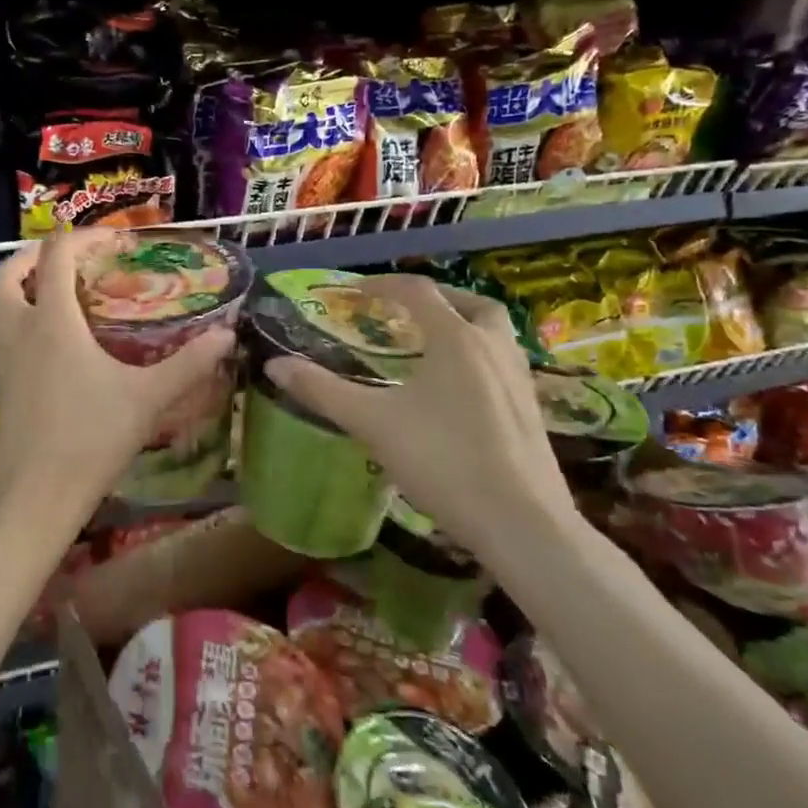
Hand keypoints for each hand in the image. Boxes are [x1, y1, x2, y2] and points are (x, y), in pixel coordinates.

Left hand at [0, 230, 236, 526]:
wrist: (36, 496)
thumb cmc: (90, 439)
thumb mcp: (147, 398)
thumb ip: (189, 364)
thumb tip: (227, 334)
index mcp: (52, 321)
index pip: (56, 255)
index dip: (84, 237)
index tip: (116, 241)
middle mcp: (21, 330)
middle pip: (8, 273)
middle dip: (34, 255)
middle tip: (72, 257)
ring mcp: (6, 358)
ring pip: (1, 303)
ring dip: (26, 285)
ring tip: (68, 292)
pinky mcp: (4, 382)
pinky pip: (8, 331)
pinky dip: (27, 316)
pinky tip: (63, 341)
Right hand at [262, 275, 574, 562]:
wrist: (521, 522)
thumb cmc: (443, 460)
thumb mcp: (372, 423)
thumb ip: (322, 391)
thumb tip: (275, 365)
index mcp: (456, 339)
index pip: (418, 292)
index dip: (383, 285)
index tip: (355, 292)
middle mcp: (494, 348)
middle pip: (472, 303)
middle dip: (437, 299)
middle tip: (405, 310)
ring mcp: (520, 380)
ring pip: (495, 333)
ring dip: (464, 326)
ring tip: (431, 346)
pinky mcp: (532, 410)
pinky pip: (503, 363)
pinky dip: (478, 358)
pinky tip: (457, 391)